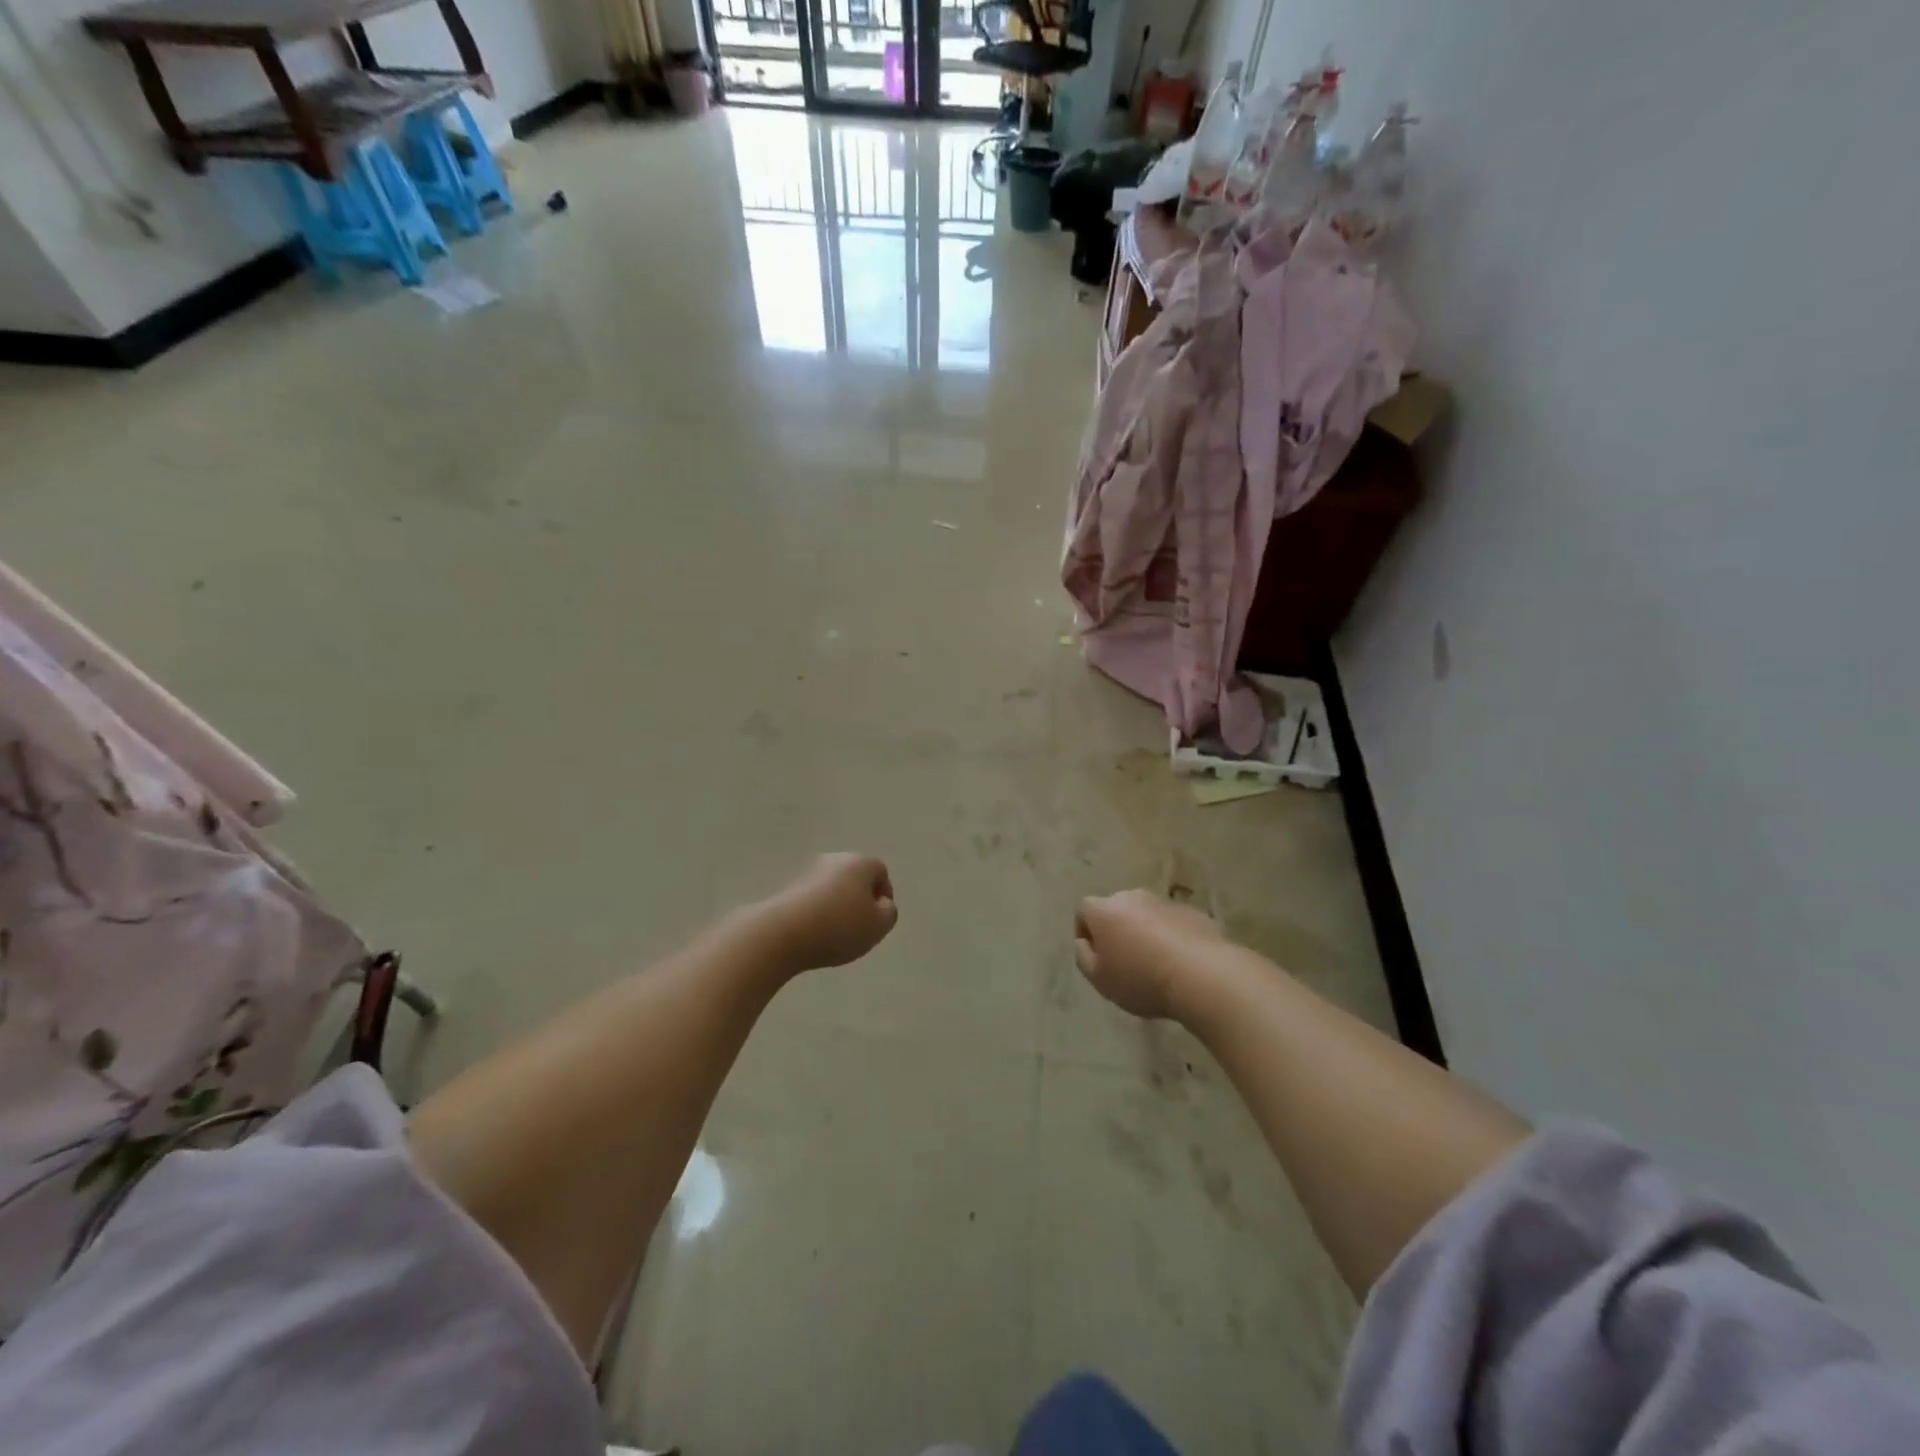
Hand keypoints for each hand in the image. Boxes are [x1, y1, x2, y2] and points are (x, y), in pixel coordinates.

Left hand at [758, 853, 898, 971]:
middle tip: (859, 927)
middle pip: (855, 877)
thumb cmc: (839, 926)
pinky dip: (816, 912)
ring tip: (834, 934)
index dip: (884, 896)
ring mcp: (808, 871)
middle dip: (859, 900)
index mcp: (860, 862)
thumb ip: (888, 913)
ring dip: (836, 906)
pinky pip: (811, 898)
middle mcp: (834, 859)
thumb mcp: (879, 926)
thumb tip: (880, 904)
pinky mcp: (787, 887)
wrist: (782, 933)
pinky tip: (813, 934)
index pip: (880, 872)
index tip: (878, 920)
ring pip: (832, 887)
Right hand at [1074, 889, 1226, 1020]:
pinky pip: (1171, 923)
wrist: (1203, 975)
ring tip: (1154, 964)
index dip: (1086, 932)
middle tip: (1123, 960)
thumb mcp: (1100, 979)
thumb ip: (1083, 957)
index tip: (1095, 956)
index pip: (1084, 910)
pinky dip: (1170, 937)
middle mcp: (1132, 897)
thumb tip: (1084, 943)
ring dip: (1144, 932)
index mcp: (1105, 910)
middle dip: (1116, 930)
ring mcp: (1164, 903)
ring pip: (1145, 915)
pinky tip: (1179, 963)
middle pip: (1116, 909)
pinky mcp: (1192, 913)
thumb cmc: (1141, 978)